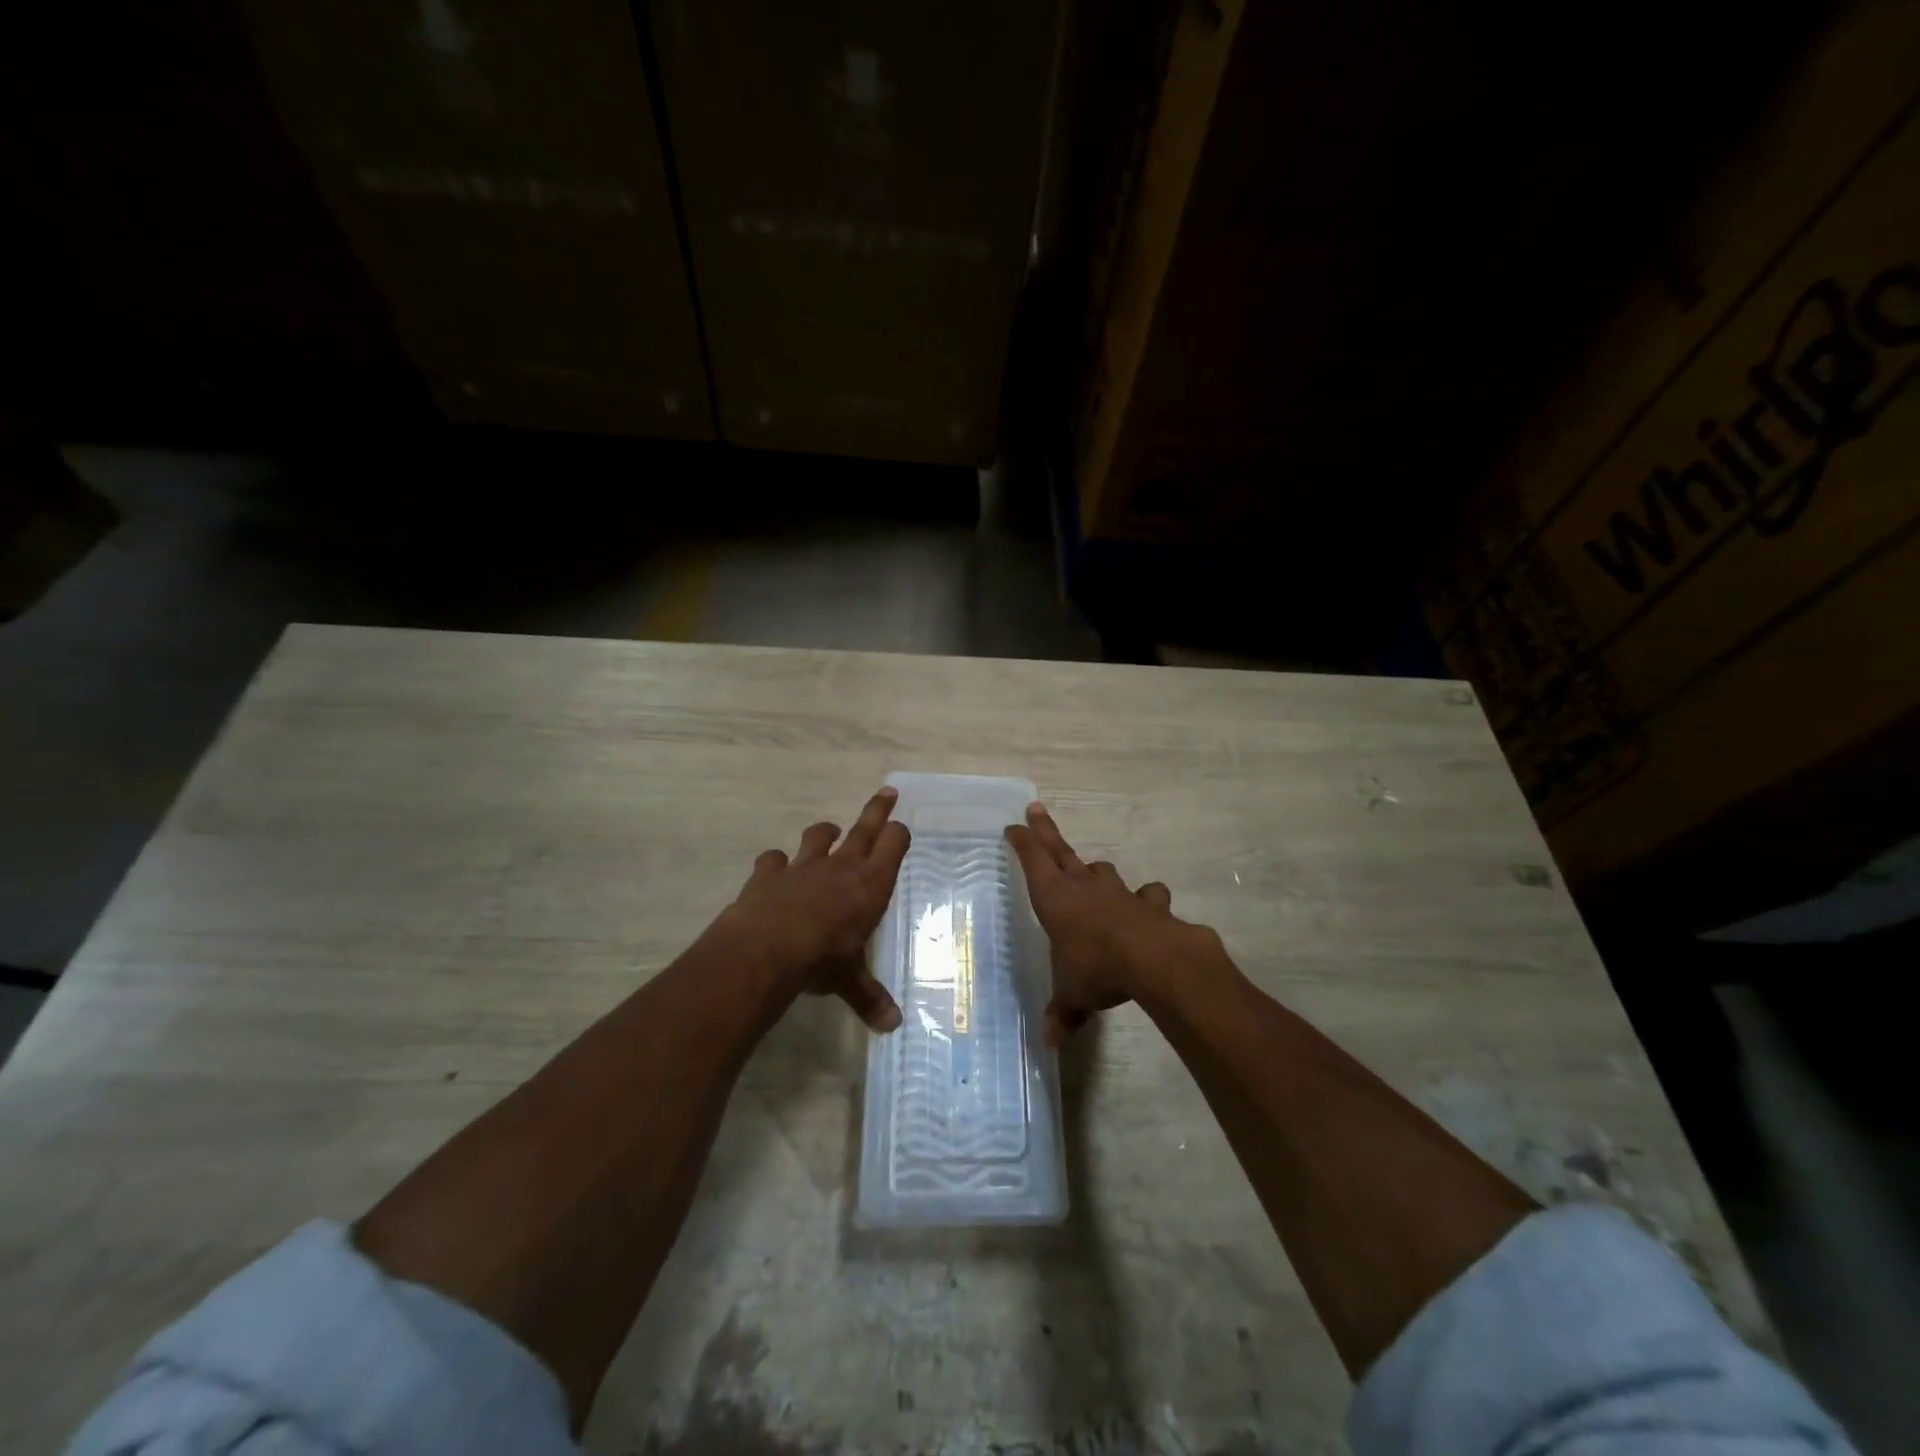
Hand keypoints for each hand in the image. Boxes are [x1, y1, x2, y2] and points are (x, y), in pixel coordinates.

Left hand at [713, 787, 909, 1031]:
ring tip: (830, 832)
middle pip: (865, 827)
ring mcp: (804, 865)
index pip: (894, 844)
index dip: (898, 834)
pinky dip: (776, 863)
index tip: (901, 829)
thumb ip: (869, 997)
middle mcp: (842, 866)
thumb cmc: (821, 961)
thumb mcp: (849, 980)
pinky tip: (774, 869)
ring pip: (819, 835)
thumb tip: (892, 1026)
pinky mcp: (770, 872)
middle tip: (888, 791)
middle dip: (878, 809)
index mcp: (870, 884)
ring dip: (825, 833)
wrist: (766, 950)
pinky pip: (774, 859)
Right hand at [1006, 802, 1211, 1044]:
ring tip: (1091, 874)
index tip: (1013, 827)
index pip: (1033, 861)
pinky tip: (1147, 905)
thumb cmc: (1097, 969)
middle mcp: (1083, 887)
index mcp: (1055, 899)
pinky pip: (1145, 895)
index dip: (1022, 842)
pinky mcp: (1148, 903)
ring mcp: (1118, 891)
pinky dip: (1145, 899)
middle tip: (1035, 809)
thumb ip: (1061, 1015)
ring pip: (1101, 871)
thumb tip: (1048, 1044)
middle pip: (1060, 851)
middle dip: (1046, 831)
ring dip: (1094, 871)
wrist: (1153, 959)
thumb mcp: (1072, 996)